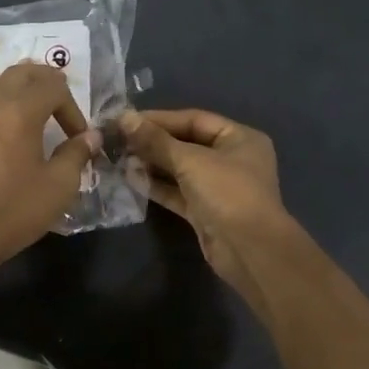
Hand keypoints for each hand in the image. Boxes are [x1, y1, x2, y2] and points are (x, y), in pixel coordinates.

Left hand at [0, 62, 100, 269]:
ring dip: (20, 88)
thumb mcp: (59, 184)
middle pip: (22, 73)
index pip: (53, 87)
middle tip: (64, 101)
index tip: (79, 138)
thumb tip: (92, 136)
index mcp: (22, 113)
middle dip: (46, 80)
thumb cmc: (17, 208)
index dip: (73, 107)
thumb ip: (77, 154)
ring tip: (37, 101)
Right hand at [120, 108, 292, 293]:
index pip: (194, 119)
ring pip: (180, 170)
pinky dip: (157, 186)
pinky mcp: (205, 211)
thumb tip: (125, 118)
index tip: (127, 119)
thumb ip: (156, 141)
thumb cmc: (227, 193)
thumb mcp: (191, 161)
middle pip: (186, 144)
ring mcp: (218, 187)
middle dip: (153, 142)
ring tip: (120, 158)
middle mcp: (231, 159)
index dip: (160, 118)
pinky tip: (131, 179)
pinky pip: (178, 192)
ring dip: (152, 164)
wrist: (249, 250)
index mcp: (239, 138)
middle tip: (119, 140)